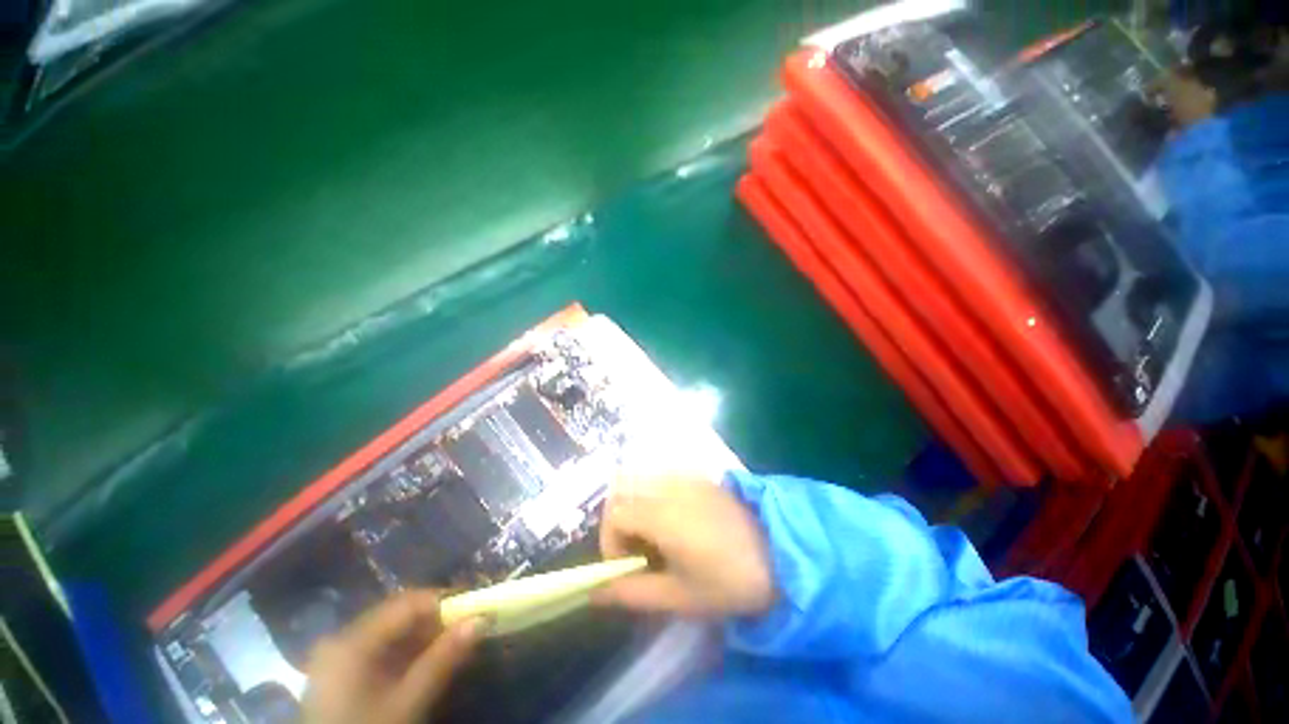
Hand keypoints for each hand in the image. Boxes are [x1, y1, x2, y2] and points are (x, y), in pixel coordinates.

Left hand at [302, 591, 480, 723]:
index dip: (445, 600)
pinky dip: (408, 652)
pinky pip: (381, 648)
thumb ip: (442, 660)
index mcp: (352, 640)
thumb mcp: (407, 703)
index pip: (408, 603)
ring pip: (392, 631)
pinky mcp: (341, 672)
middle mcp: (343, 638)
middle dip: (437, 619)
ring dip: (425, 636)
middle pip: (399, 614)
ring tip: (454, 645)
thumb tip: (480, 620)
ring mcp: (339, 655)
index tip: (476, 606)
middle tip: (468, 626)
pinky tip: (427, 662)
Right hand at [593, 474, 774, 616]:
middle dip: (616, 520)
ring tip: (650, 535)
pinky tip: (669, 518)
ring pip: (637, 478)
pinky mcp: (694, 474)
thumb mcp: (679, 597)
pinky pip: (657, 475)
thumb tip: (594, 595)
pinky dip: (649, 493)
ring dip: (632, 504)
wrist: (779, 552)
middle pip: (619, 489)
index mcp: (661, 515)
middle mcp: (666, 486)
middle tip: (633, 549)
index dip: (609, 543)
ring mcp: (682, 475)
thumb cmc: (729, 581)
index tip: (625, 567)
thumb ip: (632, 593)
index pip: (614, 514)